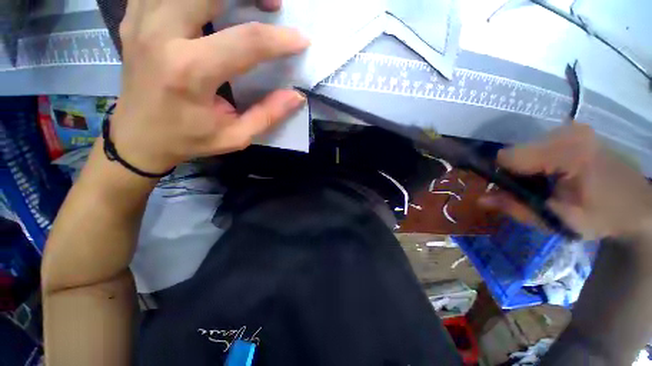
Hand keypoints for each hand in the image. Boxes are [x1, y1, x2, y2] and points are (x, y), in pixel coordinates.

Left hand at [110, 0, 308, 173]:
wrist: (137, 137)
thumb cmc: (188, 140)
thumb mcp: (235, 136)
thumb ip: (268, 115)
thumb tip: (296, 96)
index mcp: (191, 71)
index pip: (246, 42)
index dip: (280, 39)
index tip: (301, 40)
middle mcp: (162, 35)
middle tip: (272, 5)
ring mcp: (142, 21)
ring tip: (244, 1)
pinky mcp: (135, 18)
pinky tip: (207, 5)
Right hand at [480, 124, 651, 239]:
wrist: (639, 205)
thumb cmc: (603, 217)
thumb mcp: (559, 221)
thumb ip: (517, 208)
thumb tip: (480, 199)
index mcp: (568, 152)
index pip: (507, 157)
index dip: (503, 177)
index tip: (512, 194)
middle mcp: (567, 131)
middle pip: (515, 152)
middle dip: (516, 174)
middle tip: (535, 194)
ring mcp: (572, 128)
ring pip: (524, 149)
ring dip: (527, 169)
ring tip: (548, 186)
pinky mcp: (574, 130)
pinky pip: (538, 146)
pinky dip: (538, 162)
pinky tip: (555, 175)